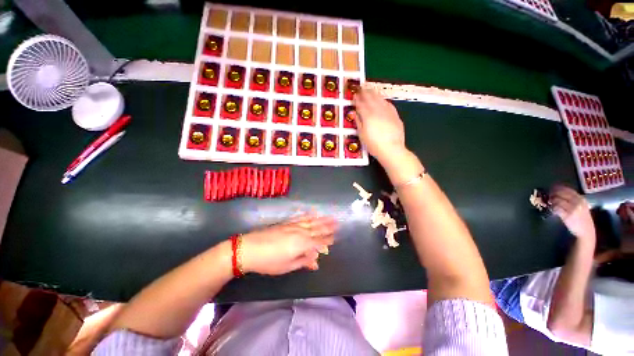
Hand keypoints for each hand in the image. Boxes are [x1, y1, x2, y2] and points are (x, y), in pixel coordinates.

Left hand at [240, 215, 336, 274]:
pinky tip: (312, 212)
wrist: (250, 248)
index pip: (319, 241)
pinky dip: (308, 214)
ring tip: (330, 216)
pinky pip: (300, 217)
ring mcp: (293, 225)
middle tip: (338, 223)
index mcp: (302, 243)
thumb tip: (316, 261)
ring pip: (311, 221)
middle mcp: (301, 232)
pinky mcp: (287, 223)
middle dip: (328, 227)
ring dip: (321, 219)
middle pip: (317, 229)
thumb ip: (303, 261)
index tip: (335, 237)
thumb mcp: (287, 266)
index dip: (327, 240)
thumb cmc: (269, 261)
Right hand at [353, 89, 405, 162]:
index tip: (354, 94)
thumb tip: (355, 113)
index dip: (357, 98)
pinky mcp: (395, 115)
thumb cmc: (373, 144)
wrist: (391, 149)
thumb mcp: (362, 135)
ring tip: (370, 89)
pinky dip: (384, 100)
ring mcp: (388, 112)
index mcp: (368, 115)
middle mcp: (378, 110)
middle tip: (361, 87)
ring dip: (374, 93)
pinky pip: (389, 104)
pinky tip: (382, 100)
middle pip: (371, 98)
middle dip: (365, 92)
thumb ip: (358, 122)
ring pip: (380, 99)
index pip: (361, 104)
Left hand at [551, 186, 595, 242]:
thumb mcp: (582, 206)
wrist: (587, 231)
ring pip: (558, 200)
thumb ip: (574, 200)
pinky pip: (557, 209)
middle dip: (554, 193)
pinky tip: (552, 208)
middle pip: (562, 194)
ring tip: (550, 201)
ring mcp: (572, 209)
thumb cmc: (583, 219)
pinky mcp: (567, 216)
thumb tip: (561, 193)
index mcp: (582, 199)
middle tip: (549, 194)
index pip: (568, 190)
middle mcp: (578, 203)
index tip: (553, 187)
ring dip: (552, 200)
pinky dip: (553, 207)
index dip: (559, 188)